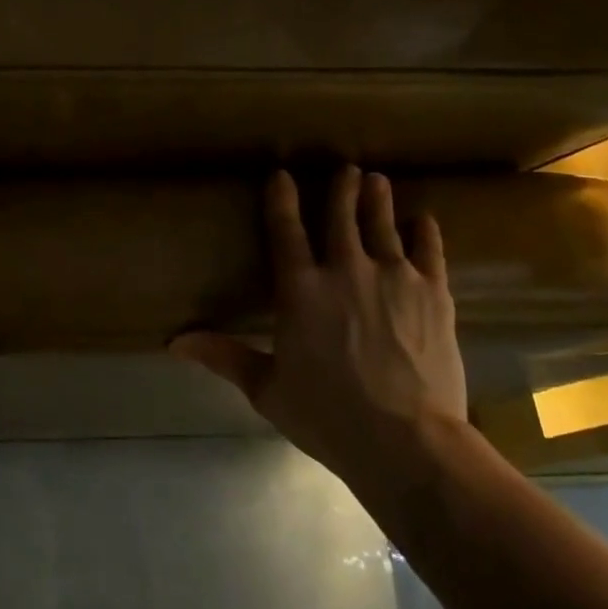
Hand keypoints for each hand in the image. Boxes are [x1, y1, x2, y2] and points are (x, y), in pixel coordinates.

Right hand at [171, 167, 467, 474]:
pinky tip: (423, 220)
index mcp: (300, 291)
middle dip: (341, 188)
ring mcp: (394, 277)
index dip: (281, 200)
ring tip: (376, 179)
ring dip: (377, 199)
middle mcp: (346, 270)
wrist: (406, 440)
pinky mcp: (433, 292)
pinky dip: (424, 232)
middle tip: (346, 168)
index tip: (281, 174)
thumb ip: (224, 356)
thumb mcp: (267, 389)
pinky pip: (428, 250)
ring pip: (383, 224)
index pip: (285, 231)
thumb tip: (174, 342)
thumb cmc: (327, 416)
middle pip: (341, 216)